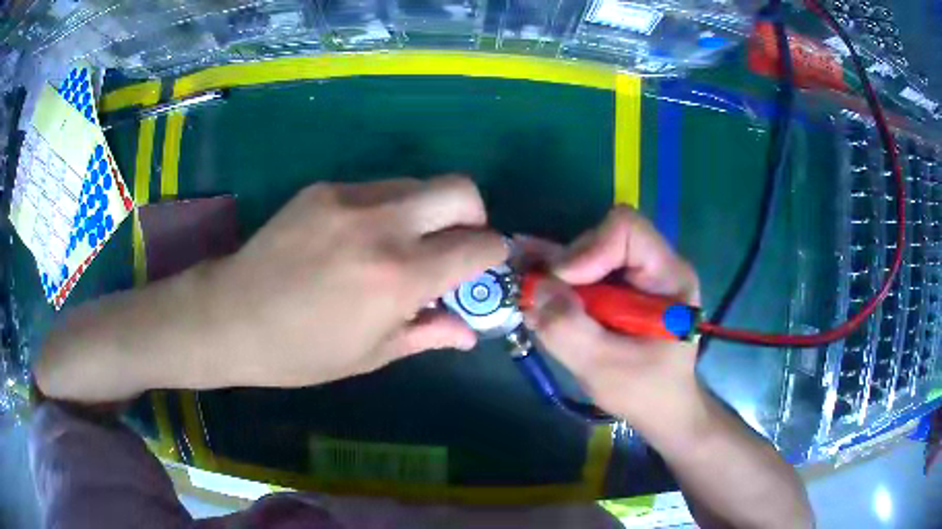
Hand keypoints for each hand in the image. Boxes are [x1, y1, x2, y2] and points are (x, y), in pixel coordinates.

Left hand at [205, 176, 506, 387]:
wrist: (230, 316)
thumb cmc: (301, 352)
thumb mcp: (370, 354)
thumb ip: (427, 333)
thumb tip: (469, 331)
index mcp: (398, 276)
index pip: (478, 246)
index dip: (494, 253)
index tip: (486, 266)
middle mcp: (382, 225)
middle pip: (460, 188)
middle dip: (474, 214)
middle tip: (455, 244)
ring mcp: (349, 199)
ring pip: (418, 183)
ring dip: (427, 211)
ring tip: (402, 244)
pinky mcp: (323, 188)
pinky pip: (377, 189)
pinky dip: (387, 210)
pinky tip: (359, 239)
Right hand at [521, 206, 700, 426]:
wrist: (660, 410)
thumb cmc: (644, 393)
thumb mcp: (604, 368)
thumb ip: (568, 329)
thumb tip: (533, 287)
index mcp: (668, 276)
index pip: (627, 230)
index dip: (588, 250)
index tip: (562, 286)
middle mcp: (653, 265)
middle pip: (601, 238)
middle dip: (566, 267)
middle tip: (538, 298)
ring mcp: (635, 276)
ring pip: (586, 253)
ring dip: (554, 275)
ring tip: (526, 293)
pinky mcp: (618, 289)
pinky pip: (582, 272)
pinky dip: (555, 282)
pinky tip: (532, 293)